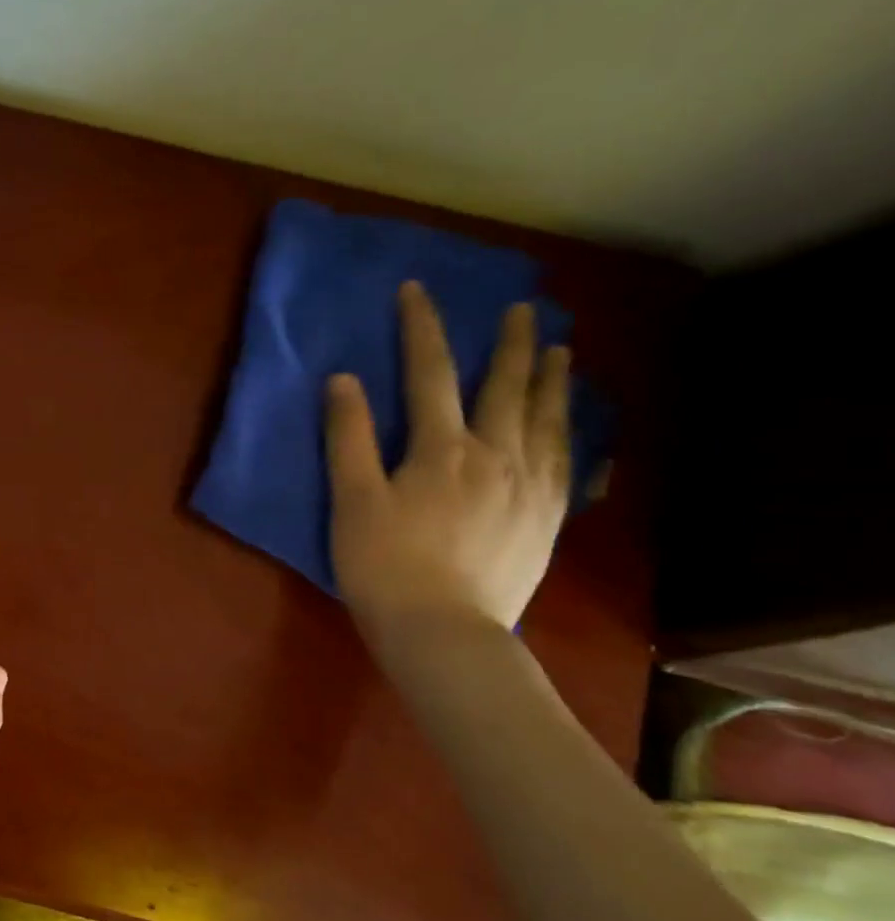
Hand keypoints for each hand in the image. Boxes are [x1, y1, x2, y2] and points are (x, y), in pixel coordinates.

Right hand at [325, 281, 571, 641]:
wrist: (443, 631)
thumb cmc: (383, 565)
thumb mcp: (352, 500)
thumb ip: (349, 437)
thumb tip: (344, 379)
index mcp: (441, 449)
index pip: (429, 374)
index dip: (422, 328)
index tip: (416, 290)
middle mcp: (495, 457)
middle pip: (506, 388)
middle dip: (510, 344)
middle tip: (523, 308)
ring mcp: (528, 488)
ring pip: (548, 421)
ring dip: (553, 380)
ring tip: (563, 351)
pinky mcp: (546, 519)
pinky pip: (568, 463)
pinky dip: (573, 433)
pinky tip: (576, 427)